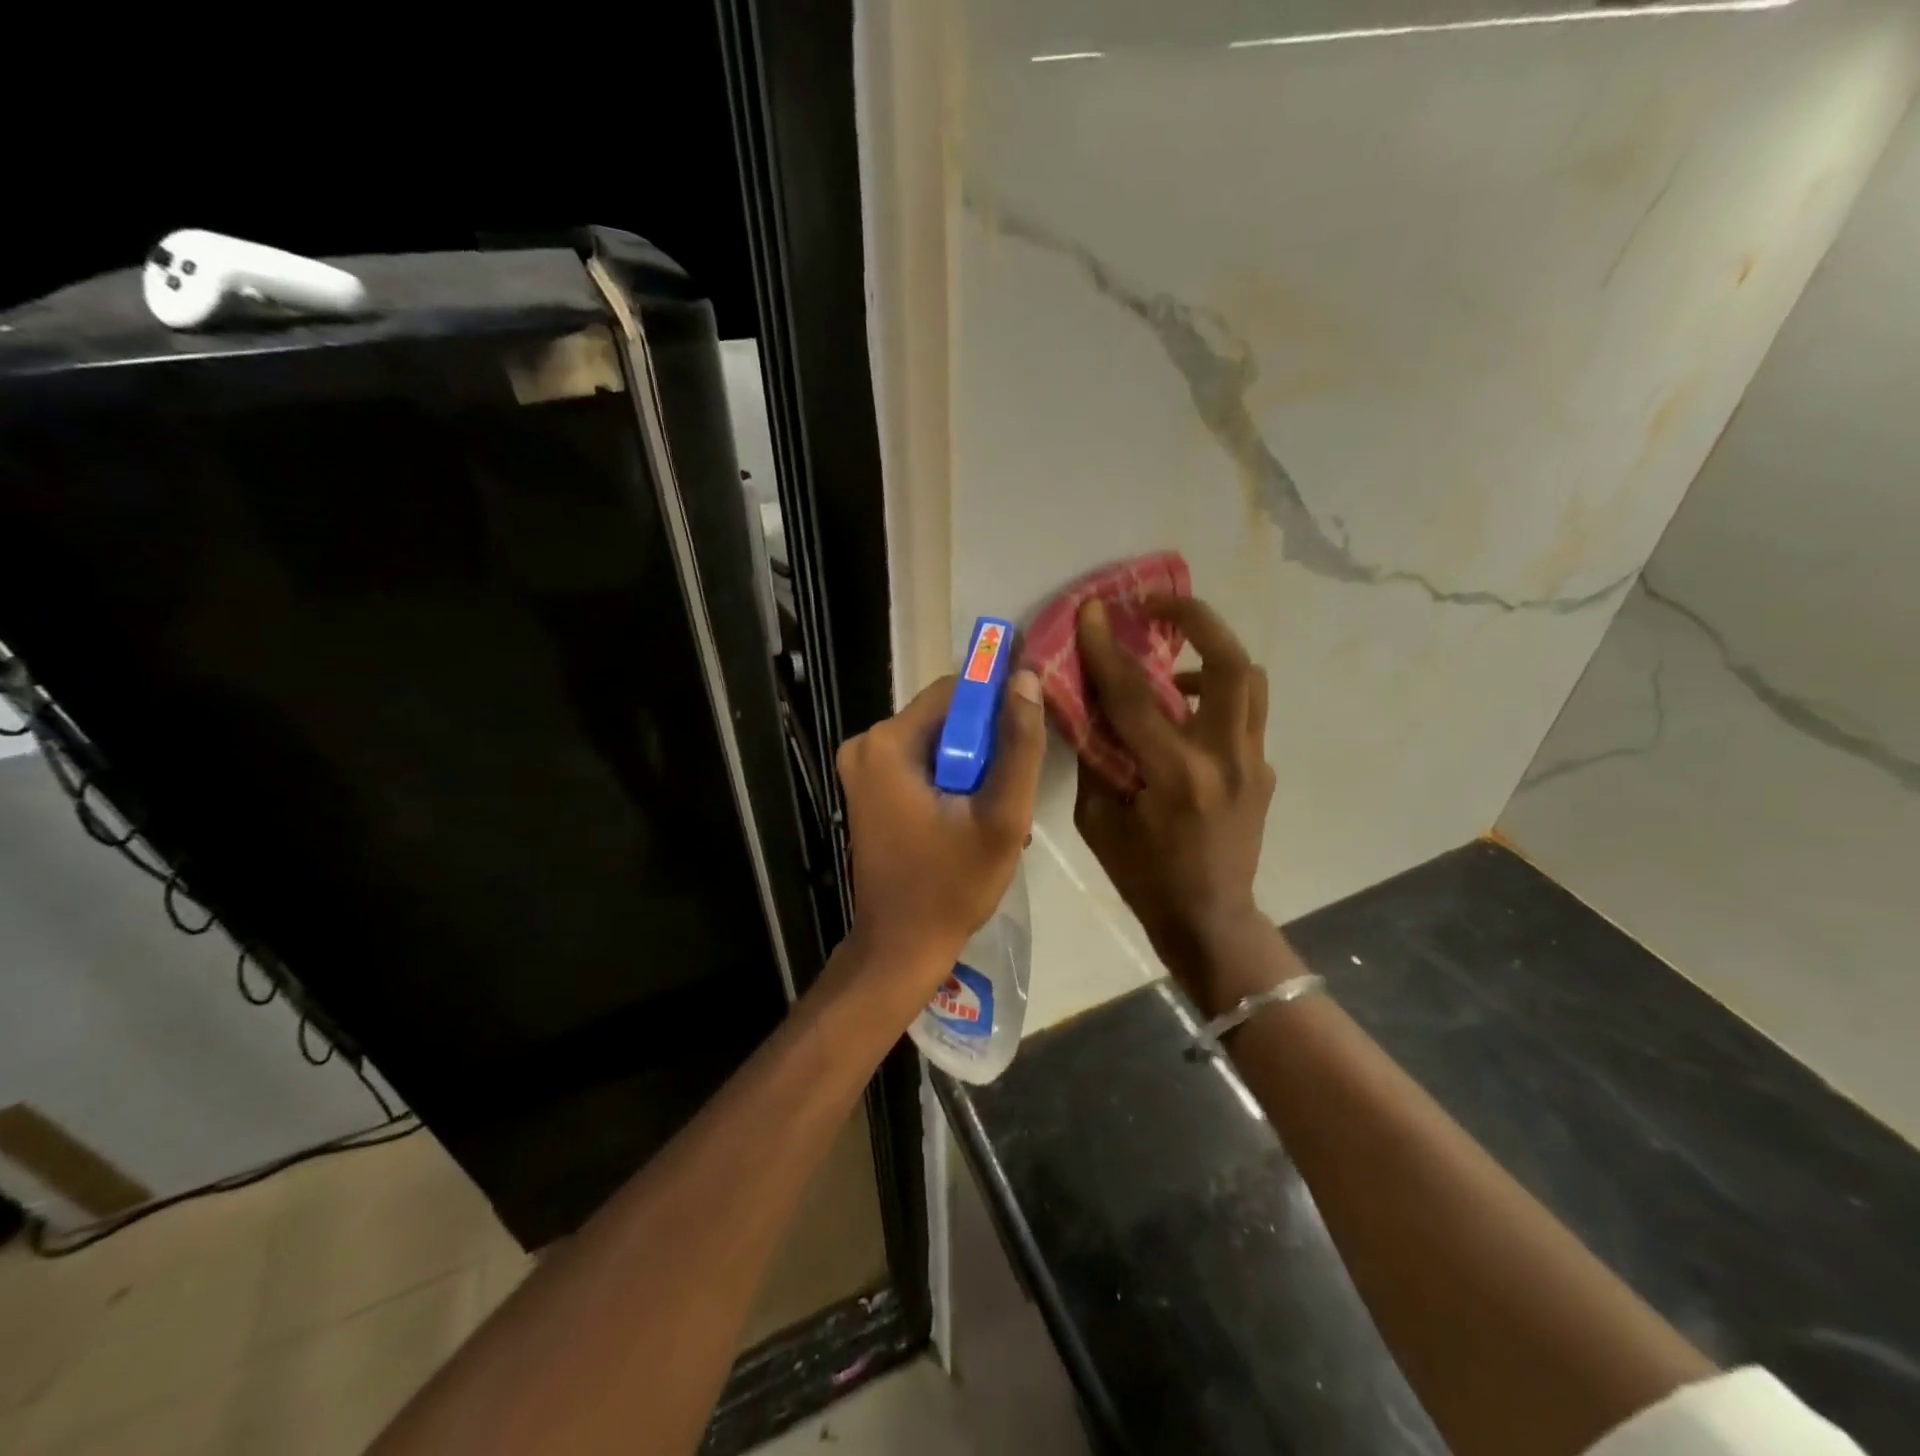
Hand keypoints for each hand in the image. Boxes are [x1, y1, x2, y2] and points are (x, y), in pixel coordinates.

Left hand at [836, 669, 1046, 987]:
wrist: (901, 946)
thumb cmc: (952, 886)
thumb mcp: (1001, 817)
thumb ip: (1018, 745)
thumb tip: (1026, 679)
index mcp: (888, 744)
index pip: (955, 690)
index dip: (999, 696)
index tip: (1035, 715)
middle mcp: (866, 745)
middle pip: (945, 716)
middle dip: (987, 740)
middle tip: (1016, 783)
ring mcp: (863, 768)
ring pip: (937, 740)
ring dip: (974, 763)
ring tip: (998, 807)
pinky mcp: (869, 788)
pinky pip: (921, 761)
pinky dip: (952, 777)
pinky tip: (974, 814)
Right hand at [1073, 596, 1275, 1004]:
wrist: (1211, 919)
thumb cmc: (1144, 877)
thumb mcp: (1099, 820)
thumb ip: (1095, 757)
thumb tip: (1088, 706)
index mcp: (1175, 775)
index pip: (1135, 695)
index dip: (1107, 647)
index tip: (1093, 608)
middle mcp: (1224, 758)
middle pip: (1229, 664)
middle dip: (1196, 619)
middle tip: (1160, 604)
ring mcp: (1253, 762)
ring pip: (1249, 679)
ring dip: (1211, 651)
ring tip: (1171, 657)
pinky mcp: (1262, 769)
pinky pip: (1243, 712)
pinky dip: (1214, 693)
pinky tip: (1182, 710)